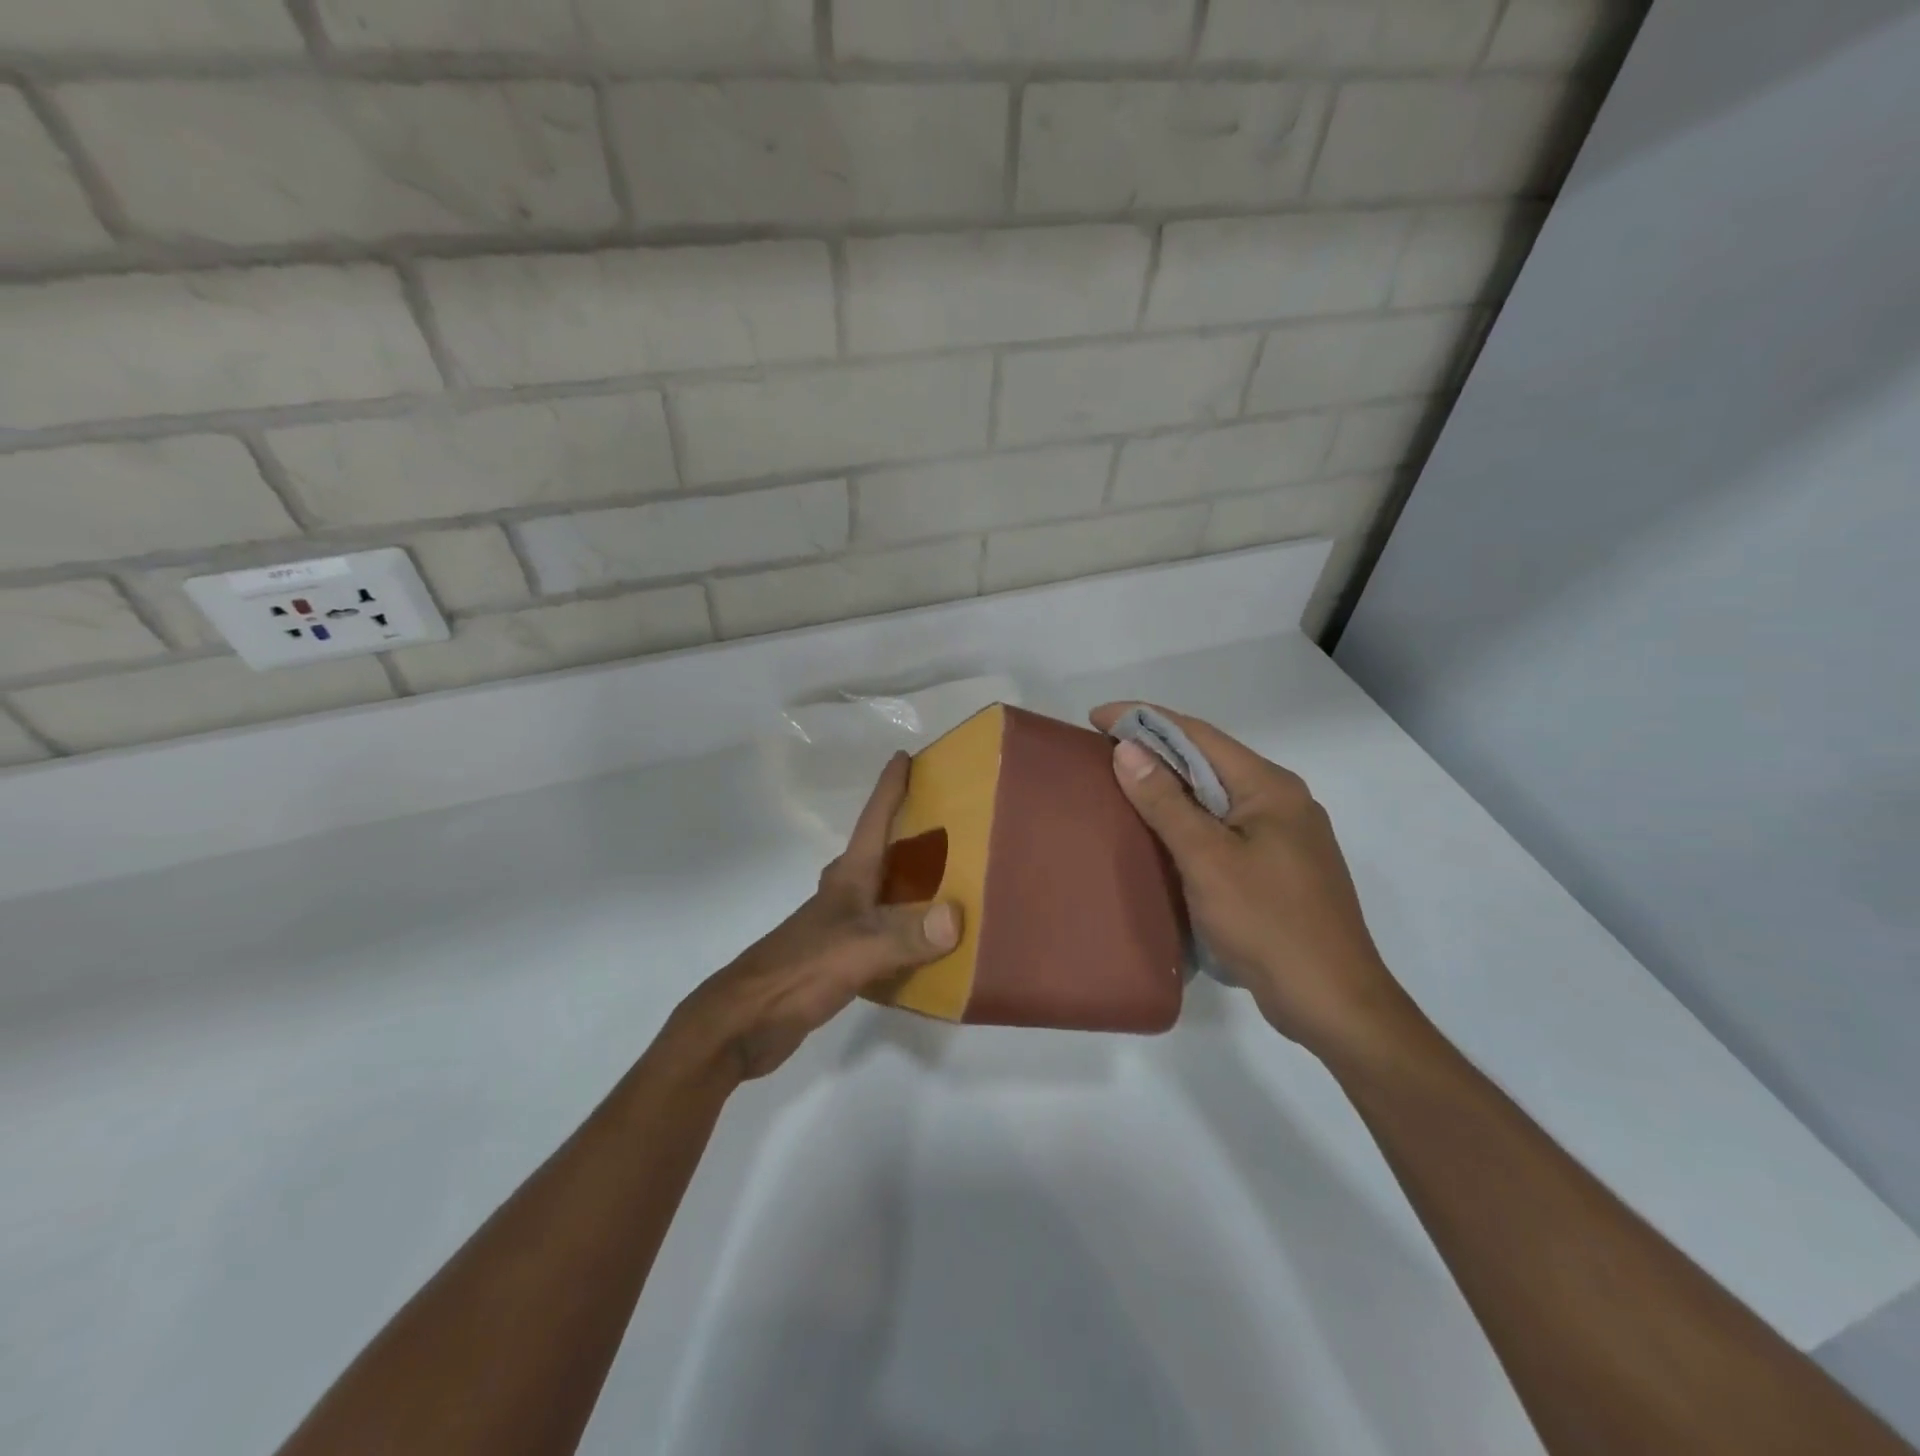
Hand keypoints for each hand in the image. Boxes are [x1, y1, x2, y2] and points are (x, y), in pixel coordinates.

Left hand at [661, 751, 961, 1083]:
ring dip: (908, 881)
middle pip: (876, 851)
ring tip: (948, 879)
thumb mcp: (857, 949)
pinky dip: (906, 928)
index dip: (889, 788)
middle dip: (905, 832)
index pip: (872, 822)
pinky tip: (927, 943)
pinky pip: (882, 931)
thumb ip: (906, 934)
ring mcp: (838, 927)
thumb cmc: (799, 971)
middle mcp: (844, 895)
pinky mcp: (838, 959)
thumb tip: (957, 915)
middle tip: (943, 822)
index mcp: (848, 879)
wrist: (745, 1022)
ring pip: (880, 892)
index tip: (903, 756)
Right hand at [1090, 703, 1411, 1061]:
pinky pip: (1225, 827)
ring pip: (1217, 796)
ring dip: (1172, 786)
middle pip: (1210, 760)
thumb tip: (1127, 749)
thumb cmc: (1267, 922)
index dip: (1145, 720)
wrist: (1332, 1001)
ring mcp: (1285, 837)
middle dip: (1156, 750)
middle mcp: (1282, 801)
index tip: (1097, 718)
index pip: (1199, 735)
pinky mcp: (1280, 868)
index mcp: (1271, 787)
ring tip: (1123, 787)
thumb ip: (1165, 802)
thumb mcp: (1207, 859)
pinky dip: (1190, 820)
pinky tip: (1163, 835)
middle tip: (1103, 752)